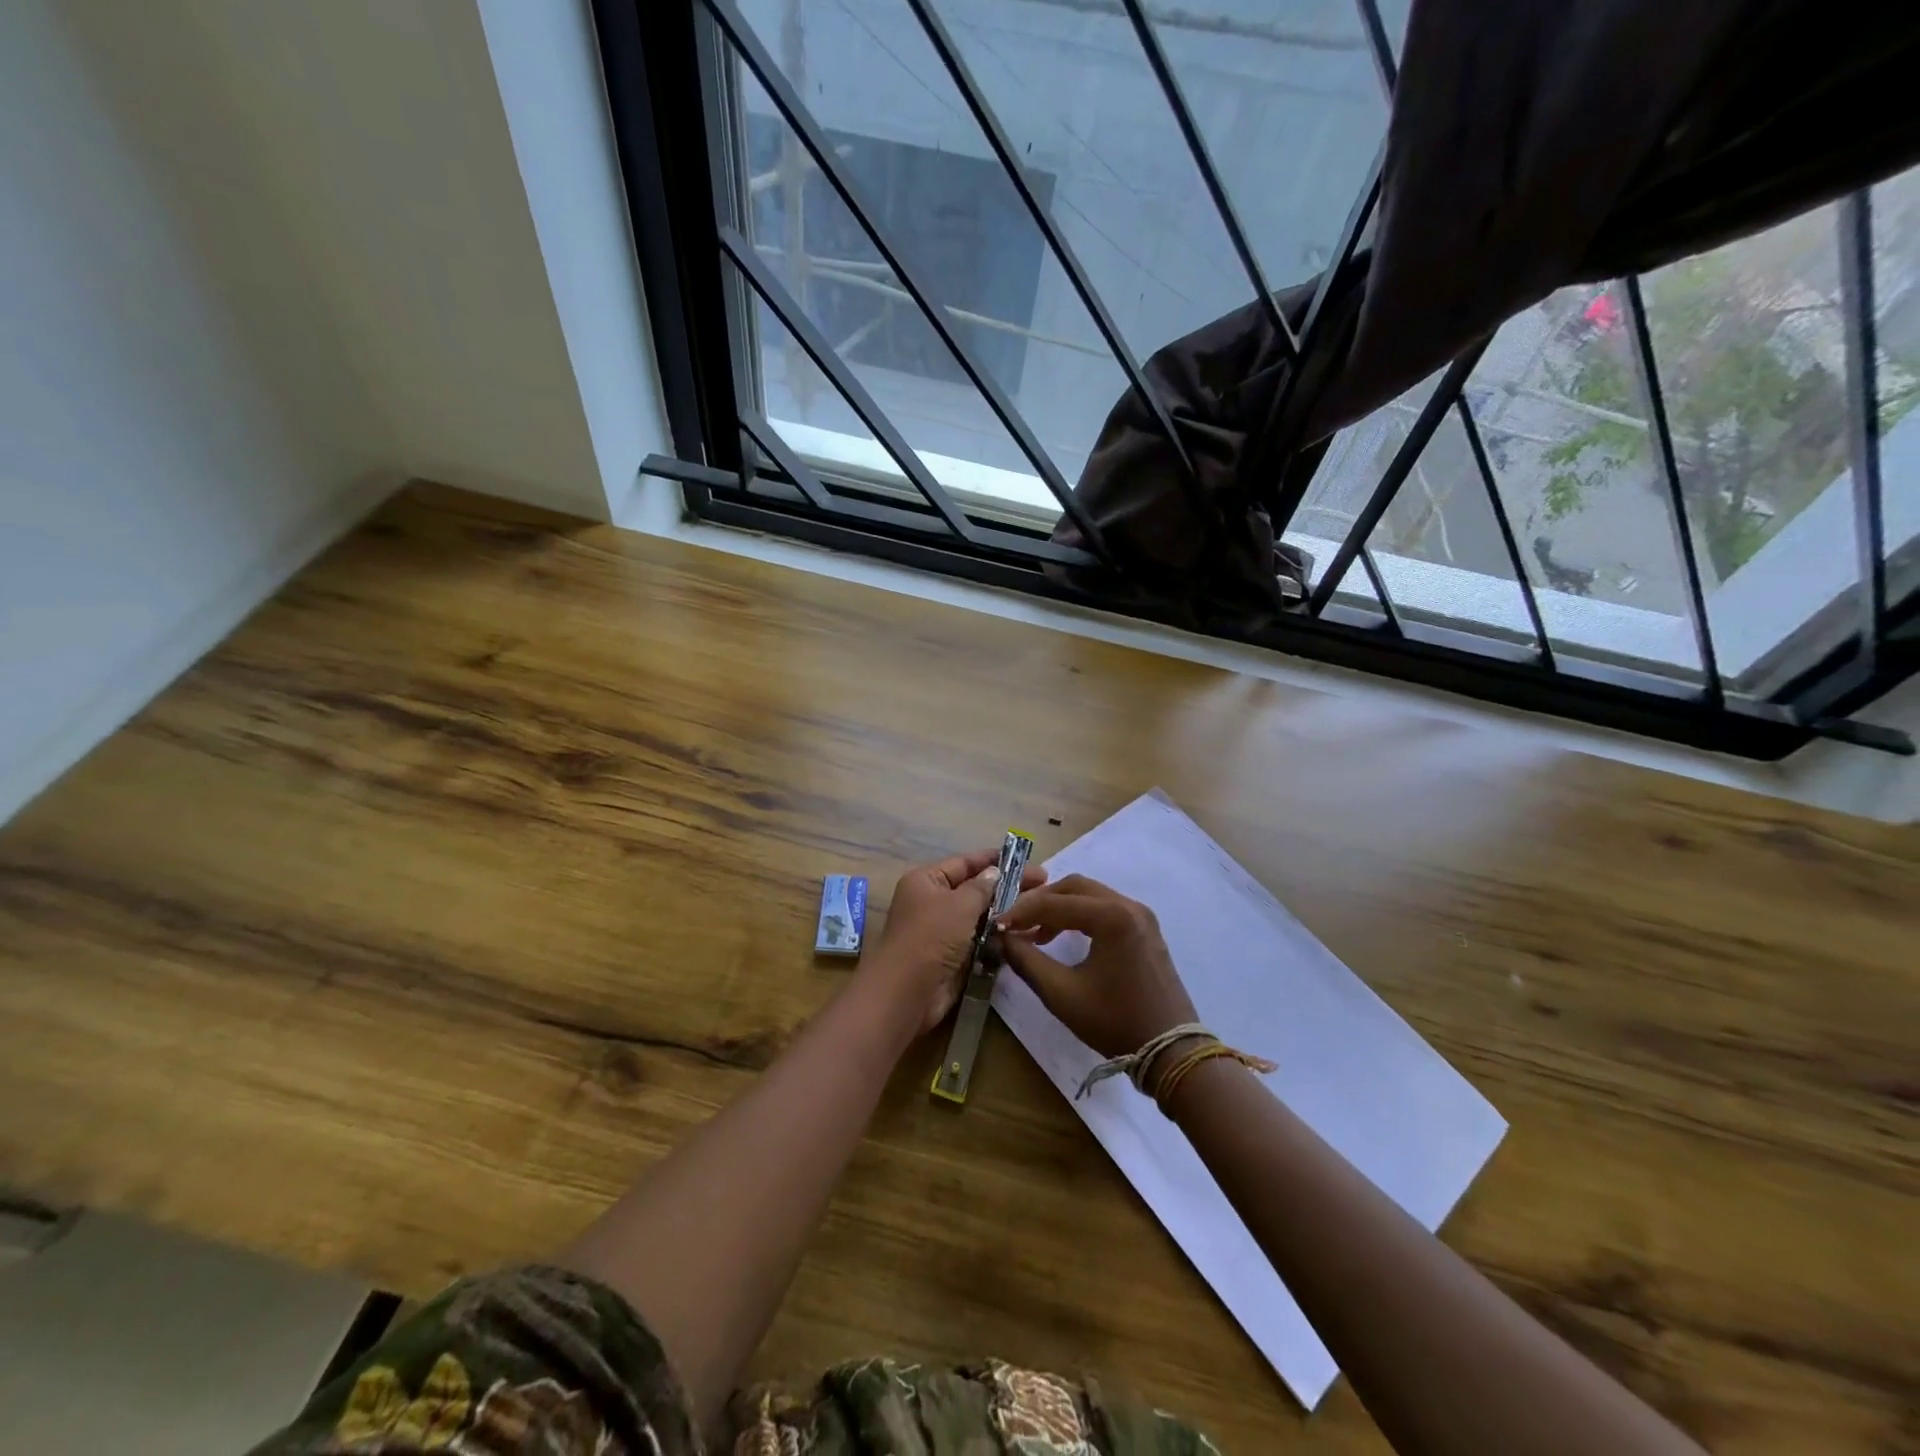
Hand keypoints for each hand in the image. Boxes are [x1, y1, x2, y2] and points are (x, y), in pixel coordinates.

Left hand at [865, 849, 1047, 1035]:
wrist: (908, 992)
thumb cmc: (931, 937)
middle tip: (1043, 882)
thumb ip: (982, 887)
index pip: (964, 863)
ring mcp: (944, 931)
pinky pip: (981, 940)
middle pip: (975, 889)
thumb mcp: (959, 904)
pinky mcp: (954, 957)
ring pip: (981, 916)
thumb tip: (995, 872)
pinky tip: (1027, 933)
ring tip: (1040, 909)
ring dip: (1006, 913)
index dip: (994, 860)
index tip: (1024, 858)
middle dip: (1007, 886)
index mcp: (926, 881)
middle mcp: (933, 902)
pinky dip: (1000, 937)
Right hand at [998, 874, 1196, 1056]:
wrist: (1170, 1050)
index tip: (997, 925)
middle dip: (1041, 902)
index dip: (1021, 911)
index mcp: (1111, 916)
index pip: (1054, 902)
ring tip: (1035, 934)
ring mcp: (1141, 916)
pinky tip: (1063, 938)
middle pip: (1074, 887)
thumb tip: (1002, 939)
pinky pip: (1106, 908)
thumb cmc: (1114, 1021)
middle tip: (1016, 923)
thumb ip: (1026, 961)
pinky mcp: (1146, 929)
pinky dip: (1081, 916)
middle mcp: (1129, 905)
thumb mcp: (1062, 994)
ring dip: (1060, 908)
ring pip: (1090, 895)